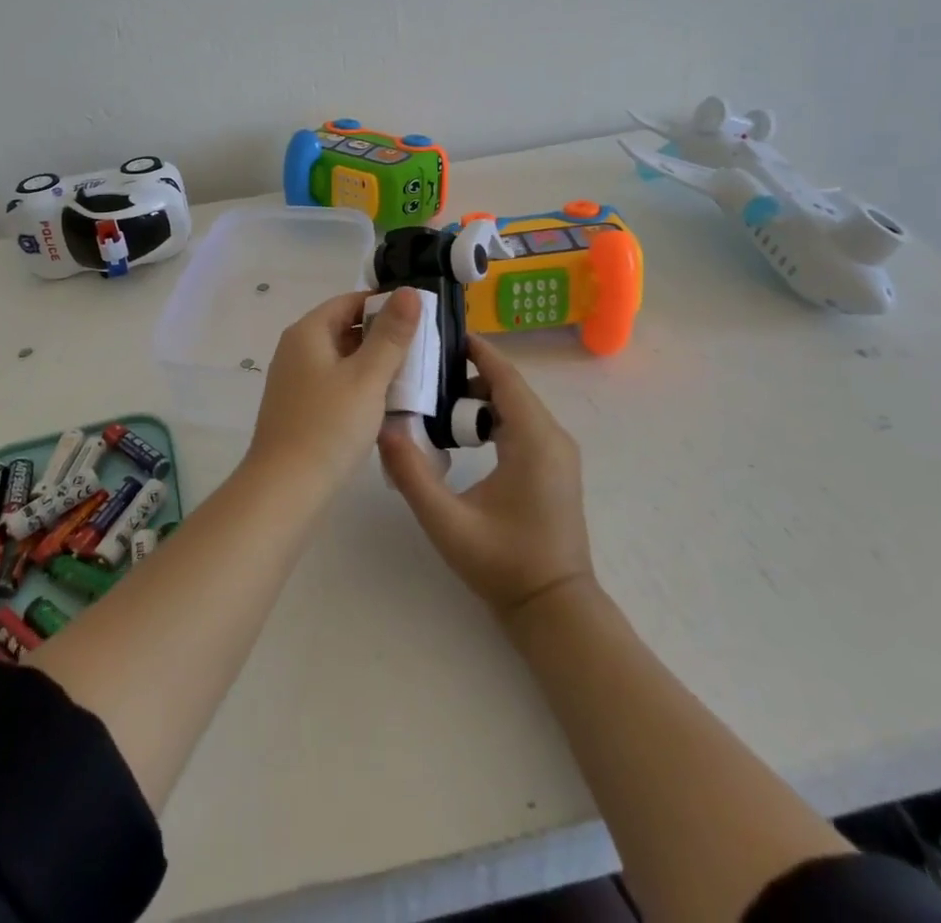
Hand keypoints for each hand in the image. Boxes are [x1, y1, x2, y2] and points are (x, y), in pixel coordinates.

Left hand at [248, 287, 421, 487]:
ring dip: (374, 362)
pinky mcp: (300, 407)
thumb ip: (391, 334)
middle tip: (424, 347)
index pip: (350, 301)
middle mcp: (296, 349)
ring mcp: (295, 380)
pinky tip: (385, 402)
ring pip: (342, 358)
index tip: (421, 317)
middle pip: (345, 327)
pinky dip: (360, 385)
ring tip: (413, 374)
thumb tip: (409, 291)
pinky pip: (336, 382)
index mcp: (308, 332)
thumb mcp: (367, 377)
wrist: (285, 489)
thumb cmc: (329, 427)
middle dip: (383, 335)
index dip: (385, 304)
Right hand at [379, 334, 594, 621]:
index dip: (476, 350)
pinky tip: (462, 429)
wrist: (554, 608)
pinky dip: (492, 413)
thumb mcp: (448, 523)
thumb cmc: (504, 564)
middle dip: (469, 370)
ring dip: (479, 394)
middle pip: (509, 385)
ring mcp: (557, 451)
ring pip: (516, 404)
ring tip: (435, 395)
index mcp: (533, 439)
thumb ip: (412, 474)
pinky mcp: (553, 465)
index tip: (441, 332)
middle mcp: (552, 436)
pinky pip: (522, 422)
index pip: (505, 376)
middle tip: (424, 366)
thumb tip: (383, 429)